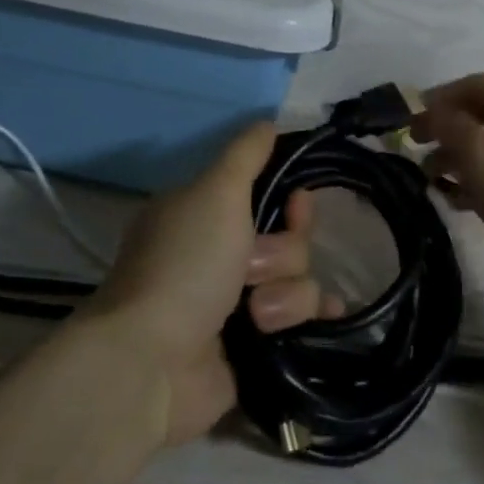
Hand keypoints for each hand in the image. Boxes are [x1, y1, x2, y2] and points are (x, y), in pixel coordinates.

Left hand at [87, 124, 341, 446]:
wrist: (153, 363)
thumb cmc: (184, 266)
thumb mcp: (215, 193)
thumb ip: (245, 155)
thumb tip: (269, 121)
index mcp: (205, 214)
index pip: (267, 193)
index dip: (289, 199)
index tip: (296, 206)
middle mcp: (220, 254)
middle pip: (289, 239)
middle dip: (282, 254)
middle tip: (252, 269)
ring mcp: (236, 302)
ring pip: (297, 280)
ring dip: (284, 295)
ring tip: (256, 316)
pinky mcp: (253, 345)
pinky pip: (300, 319)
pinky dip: (309, 317)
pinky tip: (330, 317)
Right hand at [411, 74, 483, 286]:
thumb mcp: (476, 150)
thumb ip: (447, 123)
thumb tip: (432, 111)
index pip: (473, 84)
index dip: (437, 98)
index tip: (409, 120)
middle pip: (480, 113)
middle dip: (444, 129)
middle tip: (415, 147)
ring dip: (456, 156)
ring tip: (431, 179)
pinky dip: (478, 177)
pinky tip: (458, 199)